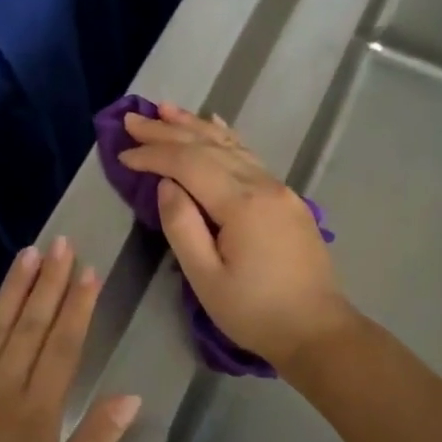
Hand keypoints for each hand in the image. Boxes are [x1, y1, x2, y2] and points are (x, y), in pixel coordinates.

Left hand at [0, 238, 140, 441]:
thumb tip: (130, 395)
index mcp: (37, 413)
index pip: (63, 345)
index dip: (77, 305)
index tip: (88, 270)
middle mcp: (0, 389)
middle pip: (30, 325)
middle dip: (48, 282)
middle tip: (60, 242)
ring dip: (12, 288)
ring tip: (27, 253)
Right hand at [118, 103, 355, 369]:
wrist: (318, 332)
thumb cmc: (256, 313)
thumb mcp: (206, 279)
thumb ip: (182, 226)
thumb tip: (165, 185)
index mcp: (242, 204)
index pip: (189, 164)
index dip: (154, 155)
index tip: (123, 154)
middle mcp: (263, 185)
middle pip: (208, 147)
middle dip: (167, 131)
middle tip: (133, 119)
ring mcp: (279, 188)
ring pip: (231, 146)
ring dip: (195, 126)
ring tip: (165, 109)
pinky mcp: (287, 199)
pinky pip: (250, 156)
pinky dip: (227, 138)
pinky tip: (215, 125)